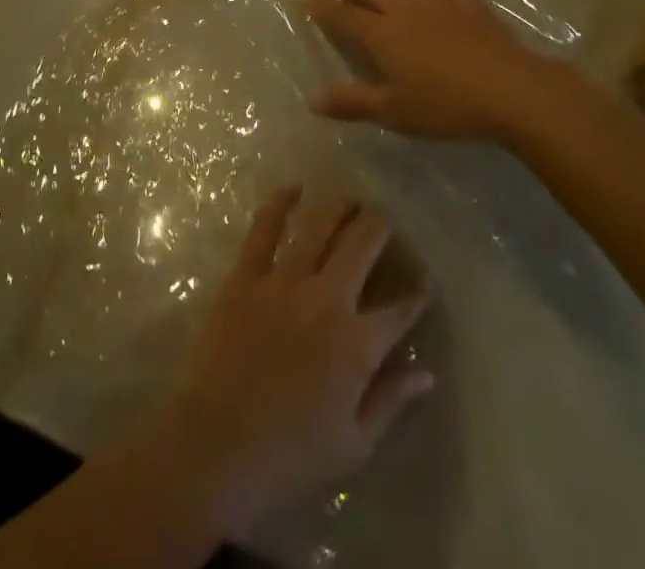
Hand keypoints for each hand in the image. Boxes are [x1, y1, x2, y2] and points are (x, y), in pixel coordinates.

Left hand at [145, 187, 432, 541]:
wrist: (217, 445)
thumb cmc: (290, 456)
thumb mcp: (354, 444)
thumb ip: (391, 400)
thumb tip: (427, 372)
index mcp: (356, 344)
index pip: (398, 312)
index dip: (415, 295)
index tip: (423, 282)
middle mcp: (326, 300)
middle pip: (361, 248)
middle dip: (378, 229)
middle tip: (384, 220)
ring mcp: (283, 281)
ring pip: (318, 229)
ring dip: (338, 209)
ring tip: (350, 200)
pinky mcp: (246, 275)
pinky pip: (264, 228)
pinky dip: (280, 203)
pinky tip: (293, 187)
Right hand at [305, 0, 568, 139]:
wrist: (511, 91)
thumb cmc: (445, 105)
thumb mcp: (394, 111)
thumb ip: (352, 103)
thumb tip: (313, 101)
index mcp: (380, 32)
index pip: (342, 13)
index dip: (323, 5)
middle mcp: (403, 8)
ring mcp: (438, 1)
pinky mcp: (469, 4)